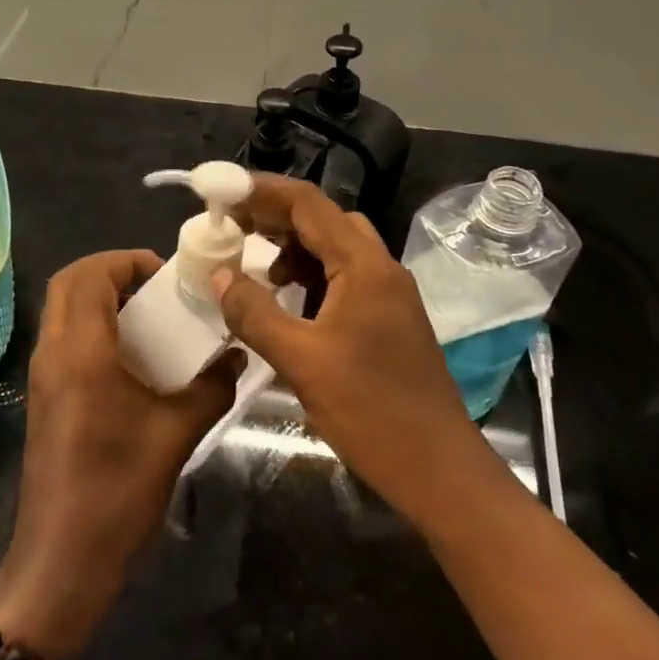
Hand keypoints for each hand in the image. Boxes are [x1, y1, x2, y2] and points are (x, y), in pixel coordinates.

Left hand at [0, 250, 236, 659]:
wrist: (62, 561)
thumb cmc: (118, 491)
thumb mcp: (176, 435)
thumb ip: (211, 387)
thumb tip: (239, 357)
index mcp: (81, 350)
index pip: (89, 274)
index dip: (126, 260)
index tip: (165, 274)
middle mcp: (53, 353)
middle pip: (68, 283)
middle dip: (111, 272)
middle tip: (155, 288)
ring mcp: (42, 377)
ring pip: (62, 311)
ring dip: (100, 299)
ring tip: (149, 318)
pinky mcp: (43, 399)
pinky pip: (64, 339)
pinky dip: (93, 328)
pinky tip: (132, 360)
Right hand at [212, 175, 492, 528]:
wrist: (439, 468)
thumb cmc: (371, 411)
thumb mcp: (301, 361)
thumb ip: (255, 313)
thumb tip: (219, 275)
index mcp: (364, 266)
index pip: (308, 204)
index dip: (262, 191)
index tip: (222, 192)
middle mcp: (381, 268)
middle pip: (323, 219)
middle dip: (275, 216)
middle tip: (231, 226)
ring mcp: (388, 294)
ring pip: (335, 248)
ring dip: (293, 247)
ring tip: (255, 266)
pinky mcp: (388, 319)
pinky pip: (344, 277)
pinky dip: (310, 276)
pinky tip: (287, 301)